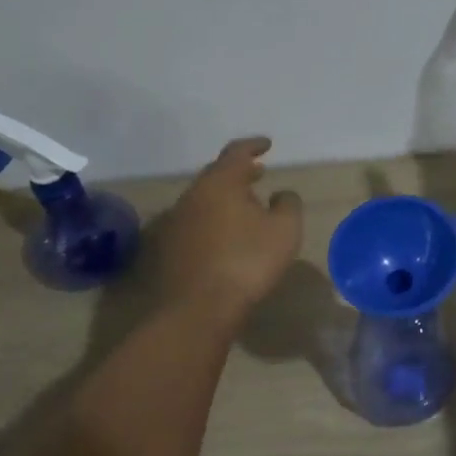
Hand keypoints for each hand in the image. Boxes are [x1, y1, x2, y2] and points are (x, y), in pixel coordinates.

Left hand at [154, 137, 302, 324]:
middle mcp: (192, 196)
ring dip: (224, 197)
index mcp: (220, 184)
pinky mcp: (167, 248)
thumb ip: (288, 204)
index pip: (236, 153)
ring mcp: (175, 223)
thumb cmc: (247, 262)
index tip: (267, 145)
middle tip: (258, 174)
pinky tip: (224, 235)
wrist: (197, 309)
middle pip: (216, 175)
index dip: (253, 146)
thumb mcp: (285, 230)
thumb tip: (281, 194)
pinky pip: (194, 222)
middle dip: (238, 172)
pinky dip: (212, 219)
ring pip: (203, 199)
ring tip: (245, 205)